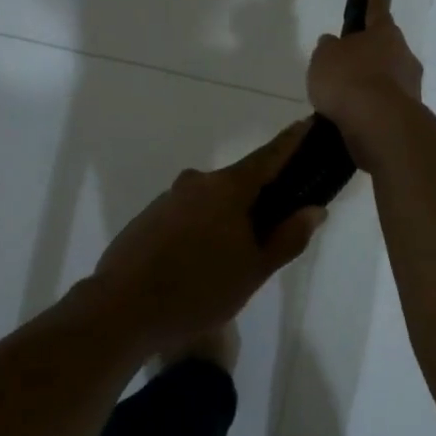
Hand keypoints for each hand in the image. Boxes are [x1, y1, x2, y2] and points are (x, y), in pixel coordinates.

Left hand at [88, 121, 327, 354]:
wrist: (121, 310)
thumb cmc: (198, 291)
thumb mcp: (254, 270)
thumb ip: (287, 238)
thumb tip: (315, 209)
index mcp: (227, 188)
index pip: (269, 155)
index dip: (292, 142)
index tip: (308, 125)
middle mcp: (197, 182)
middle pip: (239, 182)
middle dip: (259, 197)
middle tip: (274, 228)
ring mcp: (168, 199)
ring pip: (211, 201)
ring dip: (227, 217)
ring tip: (234, 257)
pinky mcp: (148, 218)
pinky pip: (186, 215)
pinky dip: (201, 228)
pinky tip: (200, 263)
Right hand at [307, 0, 423, 166]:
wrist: (378, 123)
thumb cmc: (349, 79)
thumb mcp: (324, 58)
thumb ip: (328, 48)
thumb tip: (333, 43)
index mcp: (384, 33)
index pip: (378, 12)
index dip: (375, 2)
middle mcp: (403, 55)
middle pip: (387, 48)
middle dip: (373, 53)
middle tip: (352, 61)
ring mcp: (411, 85)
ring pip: (390, 78)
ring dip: (374, 83)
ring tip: (349, 97)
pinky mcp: (409, 113)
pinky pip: (387, 104)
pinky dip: (374, 107)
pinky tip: (357, 116)